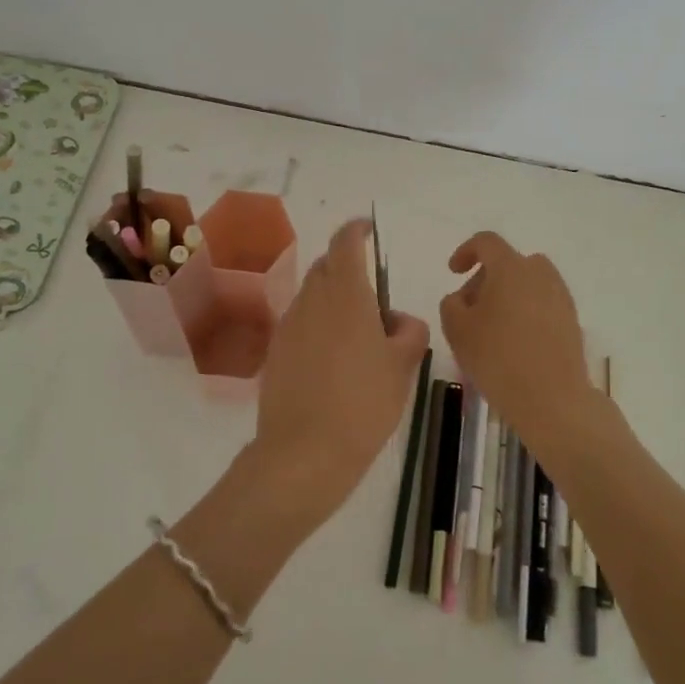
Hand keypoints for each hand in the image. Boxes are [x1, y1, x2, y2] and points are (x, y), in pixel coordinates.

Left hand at [247, 218, 430, 529]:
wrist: (305, 453)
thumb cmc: (364, 404)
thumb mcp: (403, 367)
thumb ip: (409, 332)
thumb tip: (398, 321)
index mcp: (346, 296)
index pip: (345, 244)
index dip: (356, 230)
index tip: (367, 230)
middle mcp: (312, 302)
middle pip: (326, 267)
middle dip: (347, 268)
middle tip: (373, 299)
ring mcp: (289, 327)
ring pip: (312, 296)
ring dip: (333, 299)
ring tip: (357, 335)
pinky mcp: (276, 353)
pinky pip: (300, 324)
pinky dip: (318, 325)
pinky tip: (333, 360)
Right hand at [441, 232, 595, 446]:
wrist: (552, 398)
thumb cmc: (498, 358)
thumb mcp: (457, 330)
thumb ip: (452, 304)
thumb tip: (463, 298)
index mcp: (511, 267)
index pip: (487, 242)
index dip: (466, 251)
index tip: (453, 271)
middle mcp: (540, 274)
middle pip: (508, 263)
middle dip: (485, 279)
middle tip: (468, 310)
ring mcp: (560, 297)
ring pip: (527, 284)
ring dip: (507, 296)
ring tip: (491, 329)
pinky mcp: (572, 320)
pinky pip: (542, 304)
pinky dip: (525, 313)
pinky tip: (514, 344)